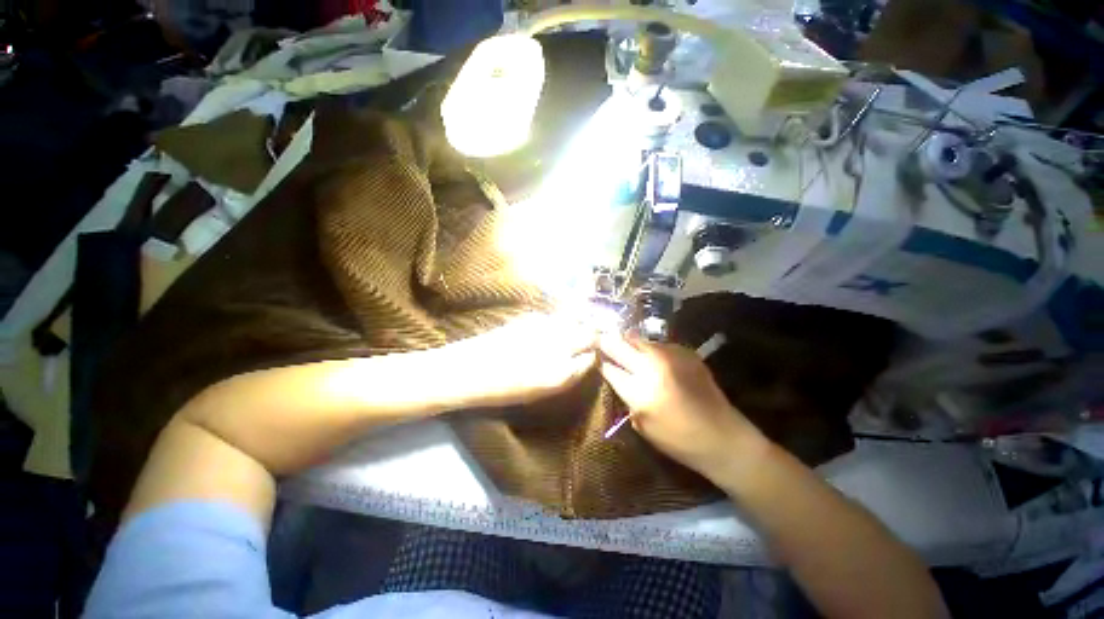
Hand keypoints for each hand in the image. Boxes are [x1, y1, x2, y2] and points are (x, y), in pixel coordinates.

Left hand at [442, 314, 596, 408]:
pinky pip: (555, 317)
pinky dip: (558, 321)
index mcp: (561, 374)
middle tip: (587, 340)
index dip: (592, 355)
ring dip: (577, 325)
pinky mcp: (532, 316)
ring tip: (570, 331)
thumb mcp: (541, 390)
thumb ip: (567, 374)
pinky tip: (549, 328)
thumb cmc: (504, 390)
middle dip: (592, 336)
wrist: (469, 370)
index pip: (591, 357)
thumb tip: (582, 358)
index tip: (590, 354)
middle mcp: (559, 347)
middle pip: (590, 334)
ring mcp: (546, 328)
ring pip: (575, 320)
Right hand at [598, 333, 766, 479]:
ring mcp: (670, 354)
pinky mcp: (685, 351)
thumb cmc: (677, 439)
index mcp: (639, 390)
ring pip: (638, 339)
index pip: (609, 368)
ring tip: (627, 350)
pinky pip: (658, 344)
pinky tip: (654, 360)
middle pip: (619, 344)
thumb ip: (626, 396)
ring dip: (629, 344)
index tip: (597, 360)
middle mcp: (652, 366)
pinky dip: (650, 350)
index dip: (601, 363)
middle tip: (601, 342)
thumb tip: (616, 375)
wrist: (722, 435)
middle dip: (607, 343)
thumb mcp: (641, 424)